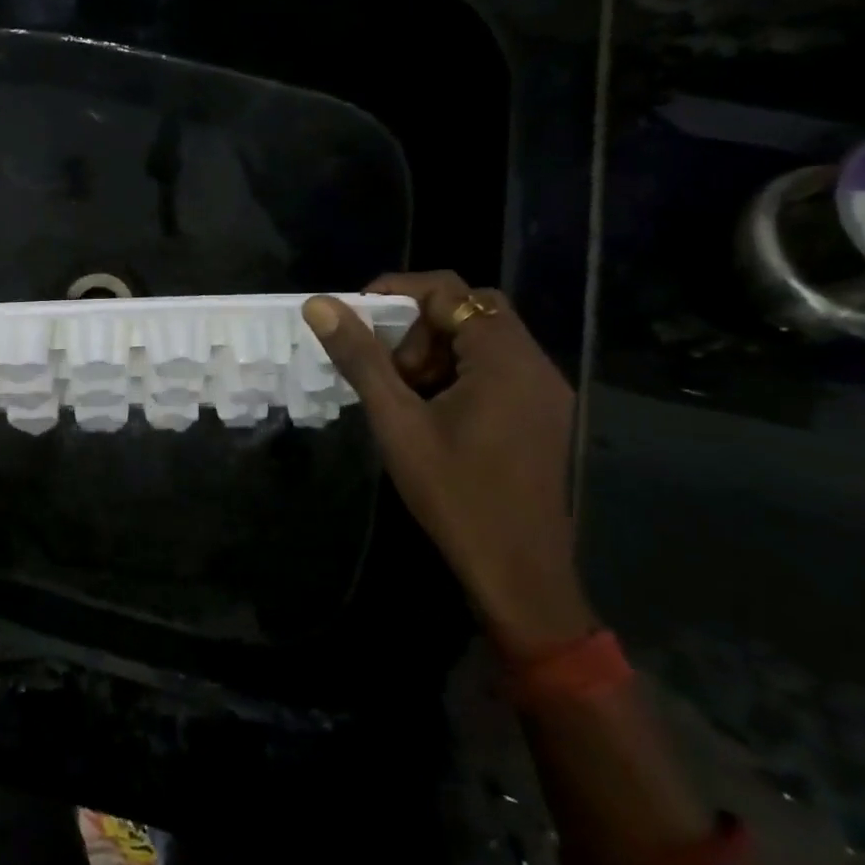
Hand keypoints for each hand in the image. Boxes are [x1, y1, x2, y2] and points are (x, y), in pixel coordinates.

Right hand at [303, 274, 591, 656]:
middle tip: (388, 365)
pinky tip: (431, 413)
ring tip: (404, 394)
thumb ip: (360, 357)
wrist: (518, 574)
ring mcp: (544, 393)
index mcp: (504, 358)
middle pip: (471, 312)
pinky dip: (458, 374)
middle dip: (419, 326)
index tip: (358, 315)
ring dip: (437, 352)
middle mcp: (534, 365)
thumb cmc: (454, 492)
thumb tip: (320, 304)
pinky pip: (496, 371)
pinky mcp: (542, 417)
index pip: (450, 291)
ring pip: (483, 342)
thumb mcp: (397, 421)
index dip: (398, 292)